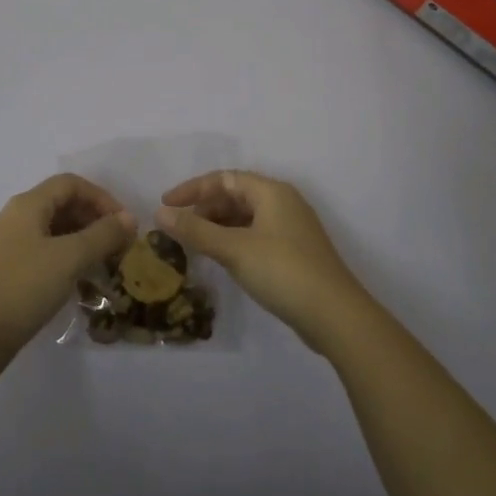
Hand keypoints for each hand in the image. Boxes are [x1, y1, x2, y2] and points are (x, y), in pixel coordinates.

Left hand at [0, 174, 135, 373]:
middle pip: (61, 205)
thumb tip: (129, 218)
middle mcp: (15, 218)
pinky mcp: (5, 272)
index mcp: (27, 205)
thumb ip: (102, 235)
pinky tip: (79, 284)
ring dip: (81, 243)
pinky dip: (65, 261)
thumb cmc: (23, 286)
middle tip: (118, 247)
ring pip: (52, 232)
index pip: (70, 184)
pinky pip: (42, 254)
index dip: (101, 198)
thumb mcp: (69, 258)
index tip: (123, 224)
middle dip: (93, 221)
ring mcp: (7, 246)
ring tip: (104, 267)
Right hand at [157, 170, 371, 351]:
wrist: (336, 316)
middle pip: (235, 195)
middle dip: (204, 209)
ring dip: (218, 226)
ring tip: (195, 245)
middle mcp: (283, 202)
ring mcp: (291, 228)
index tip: (166, 205)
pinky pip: (255, 235)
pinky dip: (234, 240)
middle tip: (179, 229)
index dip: (192, 189)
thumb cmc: (282, 271)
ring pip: (245, 217)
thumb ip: (195, 230)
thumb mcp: (233, 249)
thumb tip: (160, 213)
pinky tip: (222, 260)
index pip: (224, 178)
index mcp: (271, 191)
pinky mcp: (295, 252)